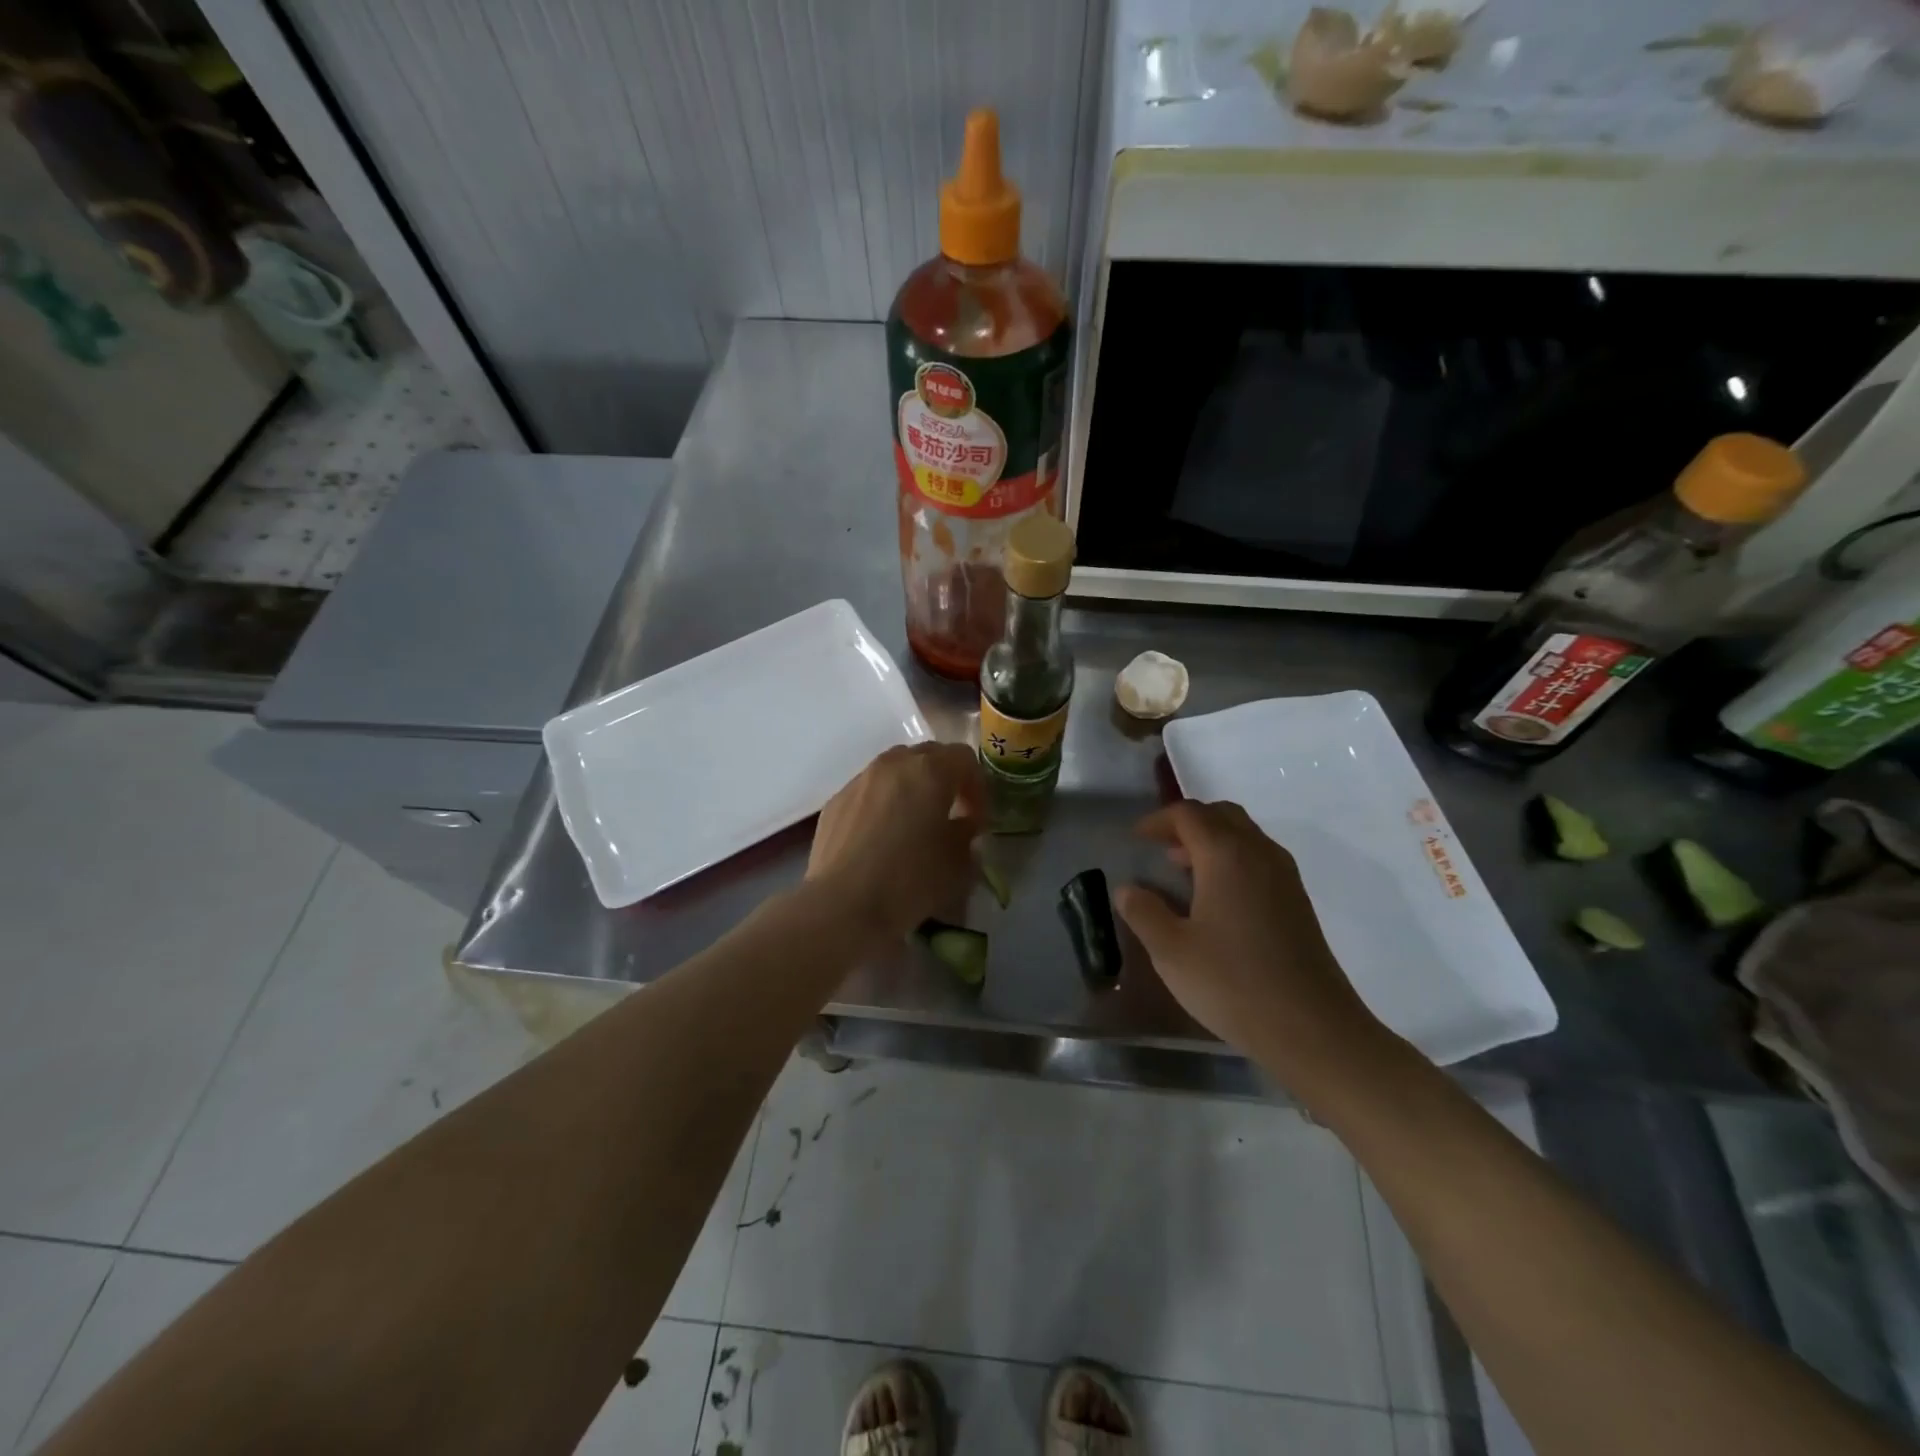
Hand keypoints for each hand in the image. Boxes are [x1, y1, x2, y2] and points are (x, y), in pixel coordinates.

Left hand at [806, 743, 983, 943]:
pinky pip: (869, 791)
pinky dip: (883, 803)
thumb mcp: (958, 863)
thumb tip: (961, 824)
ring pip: (894, 769)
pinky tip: (881, 837)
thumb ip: (966, 833)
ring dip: (911, 788)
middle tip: (950, 814)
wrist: (843, 905)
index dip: (977, 787)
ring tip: (914, 823)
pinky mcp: (836, 801)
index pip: (964, 758)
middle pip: (927, 755)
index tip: (977, 820)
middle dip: (944, 779)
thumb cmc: (910, 880)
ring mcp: (860, 780)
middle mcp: (893, 764)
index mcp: (930, 771)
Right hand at [1115, 801, 1386, 1075]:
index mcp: (1226, 855)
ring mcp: (1285, 877)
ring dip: (1212, 841)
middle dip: (1188, 823)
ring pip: (1245, 835)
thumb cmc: (1232, 983)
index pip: (1188, 814)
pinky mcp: (1298, 901)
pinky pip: (1260, 859)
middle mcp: (1259, 853)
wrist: (1312, 1029)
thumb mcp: (1171, 951)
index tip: (1136, 839)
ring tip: (1185, 873)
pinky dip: (1233, 861)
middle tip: (1161, 849)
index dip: (1158, 820)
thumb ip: (1144, 912)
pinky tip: (1218, 900)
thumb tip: (1127, 889)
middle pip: (1221, 815)